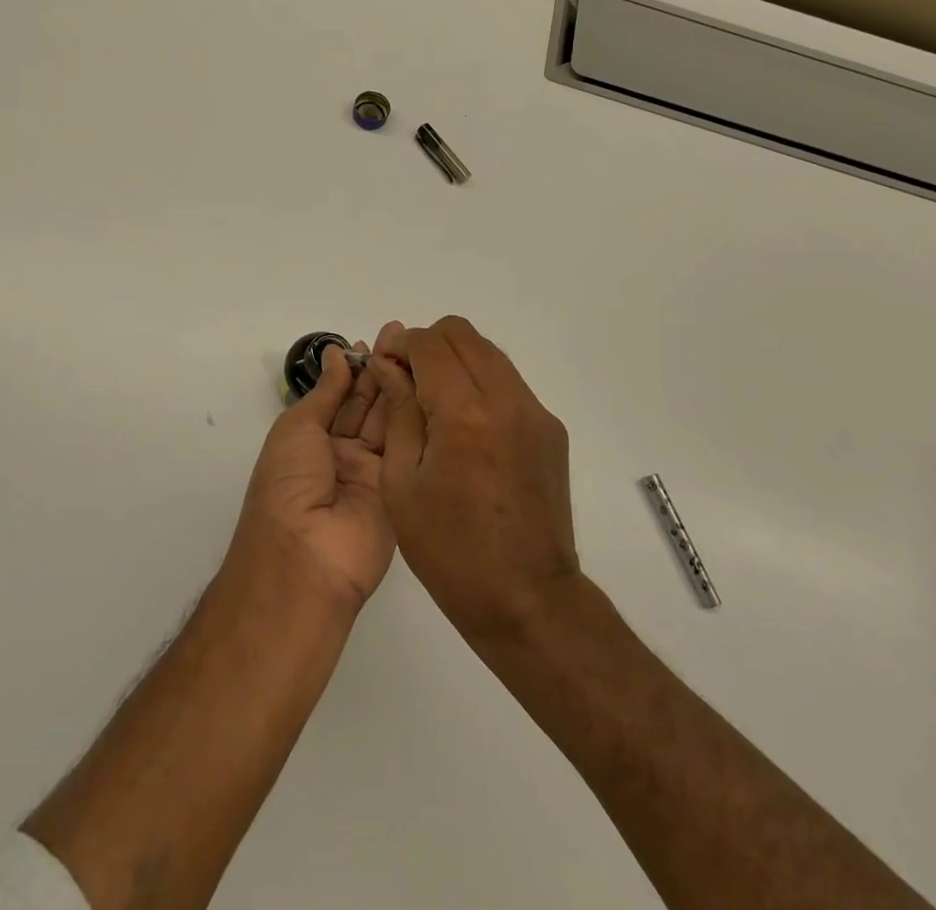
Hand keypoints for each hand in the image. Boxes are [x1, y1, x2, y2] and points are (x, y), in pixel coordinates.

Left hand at [226, 330, 396, 613]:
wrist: (305, 556)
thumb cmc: (288, 483)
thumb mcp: (297, 427)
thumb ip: (326, 392)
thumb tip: (336, 354)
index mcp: (311, 440)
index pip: (339, 396)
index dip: (355, 367)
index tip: (375, 339)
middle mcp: (342, 454)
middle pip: (367, 405)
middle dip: (382, 370)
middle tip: (403, 335)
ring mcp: (373, 472)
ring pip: (388, 421)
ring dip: (399, 385)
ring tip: (417, 349)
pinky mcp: (400, 489)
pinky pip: (407, 448)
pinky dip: (414, 417)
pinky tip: (427, 386)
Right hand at [368, 316, 579, 641]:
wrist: (527, 600)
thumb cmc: (450, 549)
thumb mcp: (402, 482)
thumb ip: (398, 411)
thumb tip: (388, 366)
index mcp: (464, 413)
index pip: (430, 344)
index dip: (401, 346)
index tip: (385, 367)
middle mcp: (506, 400)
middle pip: (463, 334)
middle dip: (428, 345)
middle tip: (407, 380)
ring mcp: (535, 413)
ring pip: (489, 353)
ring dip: (456, 361)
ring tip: (433, 403)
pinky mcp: (550, 431)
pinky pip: (508, 383)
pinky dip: (480, 384)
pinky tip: (465, 429)